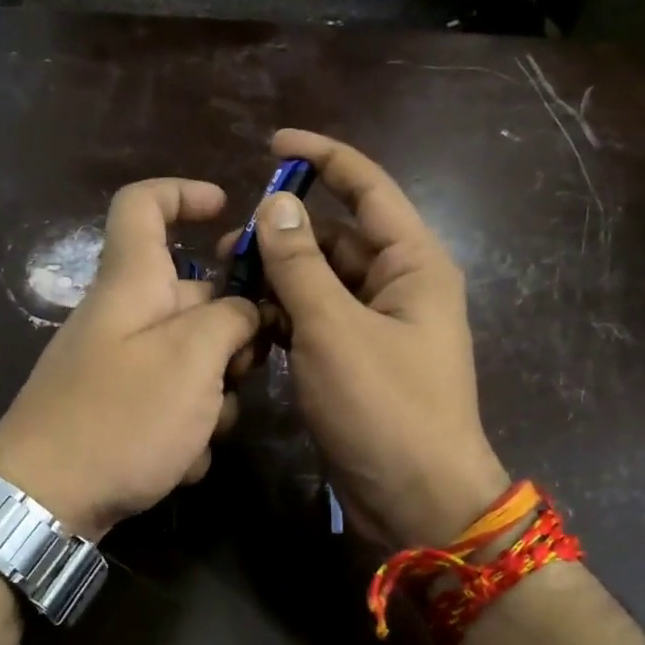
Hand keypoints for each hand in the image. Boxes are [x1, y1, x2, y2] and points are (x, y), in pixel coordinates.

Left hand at [0, 179, 259, 541]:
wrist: (43, 501)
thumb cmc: (121, 417)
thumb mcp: (192, 360)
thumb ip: (230, 320)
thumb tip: (245, 310)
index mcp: (132, 285)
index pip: (143, 206)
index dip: (184, 194)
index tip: (227, 210)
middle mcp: (123, 318)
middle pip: (192, 298)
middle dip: (232, 334)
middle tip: (246, 372)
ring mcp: (120, 369)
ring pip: (191, 361)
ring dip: (212, 397)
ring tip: (204, 433)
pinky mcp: (120, 414)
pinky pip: (171, 405)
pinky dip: (185, 432)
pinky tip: (181, 464)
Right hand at [241, 130, 507, 547]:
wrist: (417, 500)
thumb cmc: (384, 408)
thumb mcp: (334, 330)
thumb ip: (301, 264)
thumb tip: (276, 203)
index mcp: (413, 263)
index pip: (368, 188)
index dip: (323, 158)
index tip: (272, 145)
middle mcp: (399, 285)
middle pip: (338, 237)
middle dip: (285, 233)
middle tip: (227, 243)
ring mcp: (378, 326)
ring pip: (323, 282)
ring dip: (280, 277)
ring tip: (227, 281)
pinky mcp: (357, 360)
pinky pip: (318, 320)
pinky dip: (286, 315)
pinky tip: (247, 320)